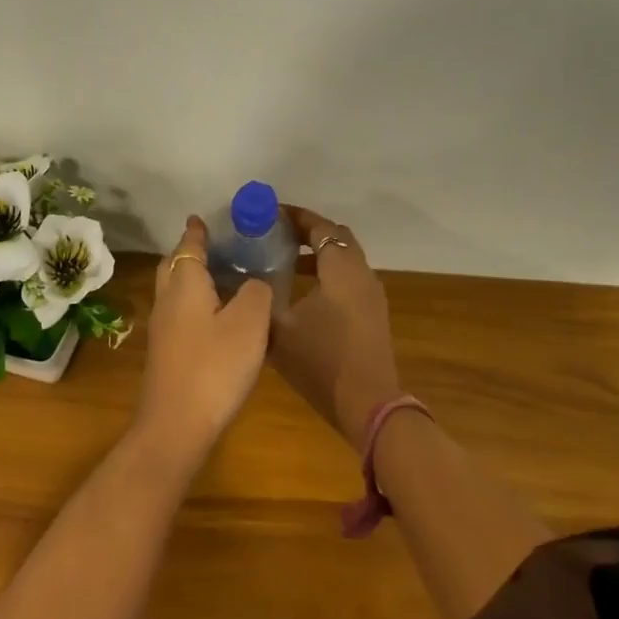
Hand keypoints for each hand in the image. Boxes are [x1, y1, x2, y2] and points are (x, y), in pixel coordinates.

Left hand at [133, 217, 272, 466]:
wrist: (176, 425)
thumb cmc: (215, 366)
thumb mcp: (250, 322)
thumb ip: (256, 291)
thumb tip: (255, 281)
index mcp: (184, 283)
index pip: (189, 245)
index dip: (197, 231)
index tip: (203, 217)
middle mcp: (167, 299)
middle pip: (174, 265)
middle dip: (191, 251)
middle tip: (218, 246)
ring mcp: (162, 328)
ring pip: (175, 290)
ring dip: (193, 278)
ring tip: (224, 278)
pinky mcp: (166, 352)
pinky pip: (180, 313)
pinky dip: (195, 303)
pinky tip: (218, 317)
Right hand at [271, 206, 401, 447]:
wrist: (368, 405)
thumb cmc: (322, 361)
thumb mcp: (279, 329)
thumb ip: (261, 299)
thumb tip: (246, 281)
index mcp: (341, 268)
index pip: (320, 226)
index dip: (295, 216)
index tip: (269, 214)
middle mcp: (361, 273)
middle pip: (336, 238)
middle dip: (307, 231)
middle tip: (276, 234)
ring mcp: (371, 295)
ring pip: (345, 260)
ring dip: (318, 254)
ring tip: (284, 261)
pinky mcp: (373, 314)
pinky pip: (349, 279)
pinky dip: (327, 274)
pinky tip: (303, 293)